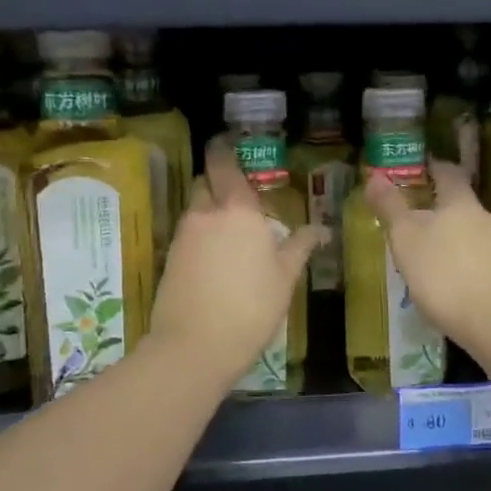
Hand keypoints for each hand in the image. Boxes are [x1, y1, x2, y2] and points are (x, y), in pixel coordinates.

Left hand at [150, 137, 322, 387]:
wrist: (194, 347)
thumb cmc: (251, 308)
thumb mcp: (285, 278)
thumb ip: (299, 247)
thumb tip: (321, 229)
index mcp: (238, 210)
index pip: (224, 165)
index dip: (224, 150)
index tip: (228, 143)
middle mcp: (206, 214)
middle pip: (205, 183)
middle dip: (218, 181)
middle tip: (238, 194)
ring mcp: (183, 236)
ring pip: (195, 209)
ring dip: (209, 210)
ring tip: (231, 231)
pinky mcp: (170, 258)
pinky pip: (187, 233)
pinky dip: (200, 234)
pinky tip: (215, 257)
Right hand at [364, 157, 490, 361]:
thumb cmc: (444, 273)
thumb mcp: (406, 238)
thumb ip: (390, 207)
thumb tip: (374, 175)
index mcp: (461, 202)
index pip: (449, 172)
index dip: (433, 168)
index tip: (419, 169)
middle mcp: (485, 218)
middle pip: (460, 204)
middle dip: (437, 208)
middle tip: (411, 218)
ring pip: (469, 232)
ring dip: (448, 237)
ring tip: (424, 253)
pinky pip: (476, 258)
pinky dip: (459, 262)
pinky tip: (445, 281)